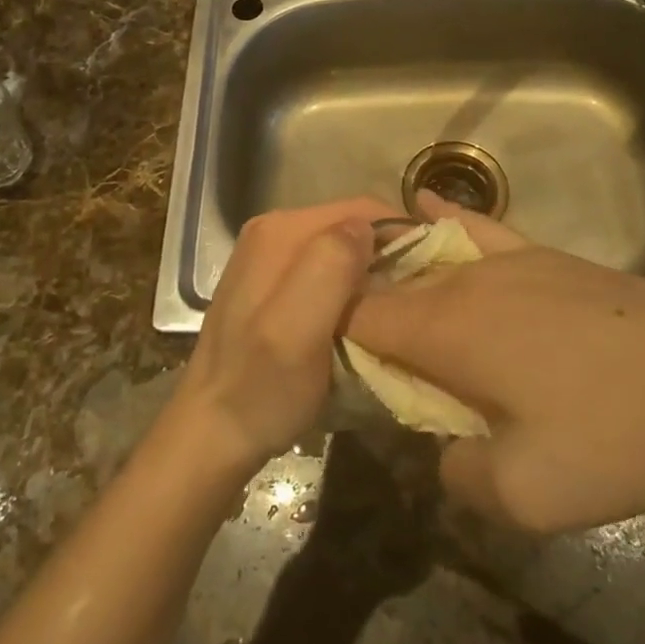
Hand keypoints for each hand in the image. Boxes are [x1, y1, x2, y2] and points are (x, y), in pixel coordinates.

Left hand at [168, 197, 396, 481]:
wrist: (212, 434)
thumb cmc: (260, 388)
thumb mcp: (297, 331)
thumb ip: (329, 268)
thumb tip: (366, 227)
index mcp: (280, 231)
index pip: (360, 209)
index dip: (401, 234)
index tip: (432, 272)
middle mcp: (274, 231)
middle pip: (350, 227)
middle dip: (387, 256)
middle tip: (414, 299)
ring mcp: (270, 257)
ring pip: (341, 250)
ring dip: (370, 276)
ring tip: (393, 312)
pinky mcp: (272, 283)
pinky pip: (325, 271)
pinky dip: (350, 290)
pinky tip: (359, 321)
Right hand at [348, 193, 644, 533]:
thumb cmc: (616, 430)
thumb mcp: (531, 494)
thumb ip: (461, 475)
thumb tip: (444, 449)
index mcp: (445, 329)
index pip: (357, 317)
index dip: (331, 336)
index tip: (327, 367)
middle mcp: (463, 280)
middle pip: (389, 287)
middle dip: (363, 312)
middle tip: (364, 359)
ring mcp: (506, 259)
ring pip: (427, 258)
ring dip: (397, 275)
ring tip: (380, 295)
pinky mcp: (543, 256)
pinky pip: (478, 229)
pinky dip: (445, 219)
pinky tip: (427, 203)